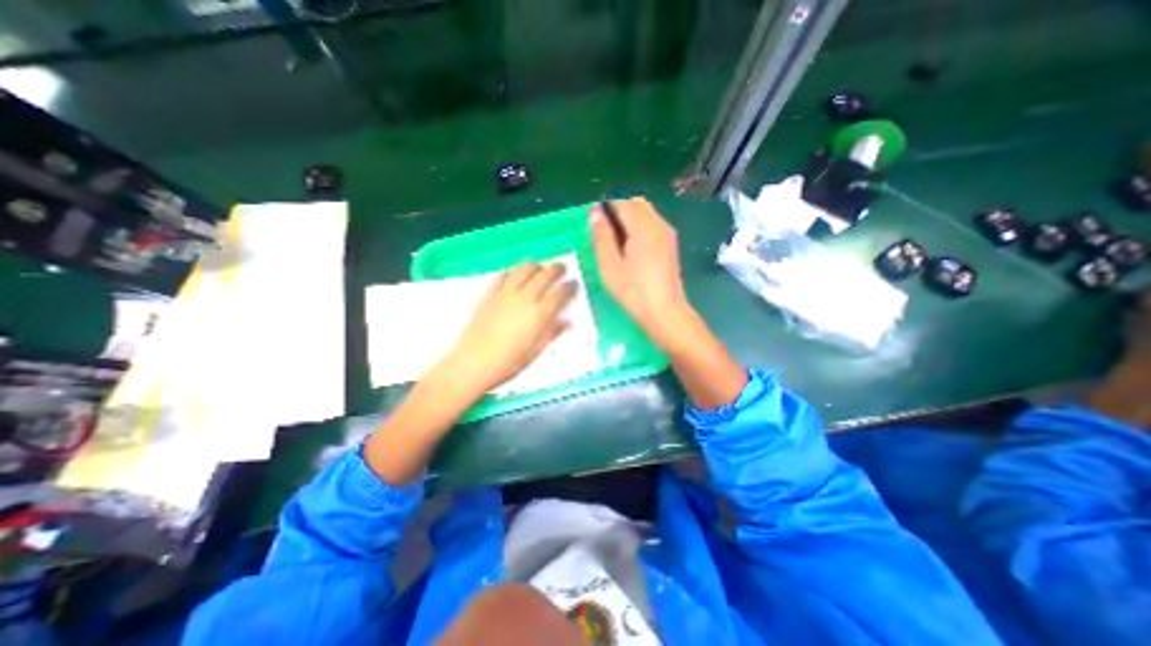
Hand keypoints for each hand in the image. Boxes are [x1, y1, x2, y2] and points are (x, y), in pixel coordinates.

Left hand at [433, 260, 574, 392]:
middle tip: (562, 268)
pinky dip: (514, 271)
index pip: (559, 295)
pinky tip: (516, 275)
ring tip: (541, 268)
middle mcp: (523, 300)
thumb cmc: (506, 364)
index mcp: (537, 316)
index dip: (569, 287)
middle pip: (543, 276)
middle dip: (556, 270)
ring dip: (536, 266)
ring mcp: (504, 295)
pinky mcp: (489, 295)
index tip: (574, 284)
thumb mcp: (534, 353)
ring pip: (524, 270)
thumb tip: (567, 322)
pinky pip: (503, 276)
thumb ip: (551, 334)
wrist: (471, 364)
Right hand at [593, 197, 747, 408]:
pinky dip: (640, 230)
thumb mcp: (610, 265)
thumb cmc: (633, 291)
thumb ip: (602, 236)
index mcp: (643, 226)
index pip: (621, 203)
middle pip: (636, 204)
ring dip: (630, 221)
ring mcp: (668, 235)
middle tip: (606, 236)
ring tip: (617, 246)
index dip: (605, 209)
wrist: (665, 313)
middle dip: (619, 212)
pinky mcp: (671, 246)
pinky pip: (653, 226)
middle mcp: (659, 224)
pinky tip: (632, 252)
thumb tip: (595, 212)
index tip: (594, 226)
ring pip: (646, 214)